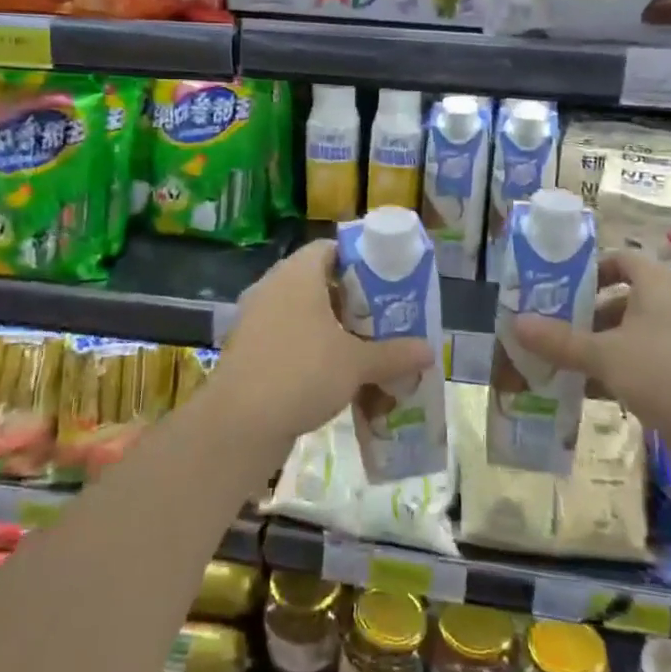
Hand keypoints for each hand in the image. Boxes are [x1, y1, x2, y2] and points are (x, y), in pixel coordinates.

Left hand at [216, 240, 434, 449]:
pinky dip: (306, 344)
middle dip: (348, 297)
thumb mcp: (356, 364)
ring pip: (299, 309)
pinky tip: (329, 370)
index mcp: (297, 274)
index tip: (384, 281)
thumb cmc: (302, 373)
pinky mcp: (246, 347)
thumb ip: (394, 354)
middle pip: (316, 279)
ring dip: (328, 324)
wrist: (240, 422)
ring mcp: (254, 317)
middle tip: (379, 316)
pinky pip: (284, 333)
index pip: (329, 248)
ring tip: (360, 344)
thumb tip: (430, 352)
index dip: (358, 261)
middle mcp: (272, 286)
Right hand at [513, 248, 670, 434]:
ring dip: (597, 349)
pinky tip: (587, 393)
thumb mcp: (605, 355)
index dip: (590, 269)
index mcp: (659, 286)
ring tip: (559, 363)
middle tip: (549, 329)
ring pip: (630, 337)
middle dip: (585, 315)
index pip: (622, 260)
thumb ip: (560, 340)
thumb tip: (515, 323)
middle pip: (622, 300)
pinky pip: (642, 367)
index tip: (558, 288)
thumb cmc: (666, 374)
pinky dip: (616, 374)